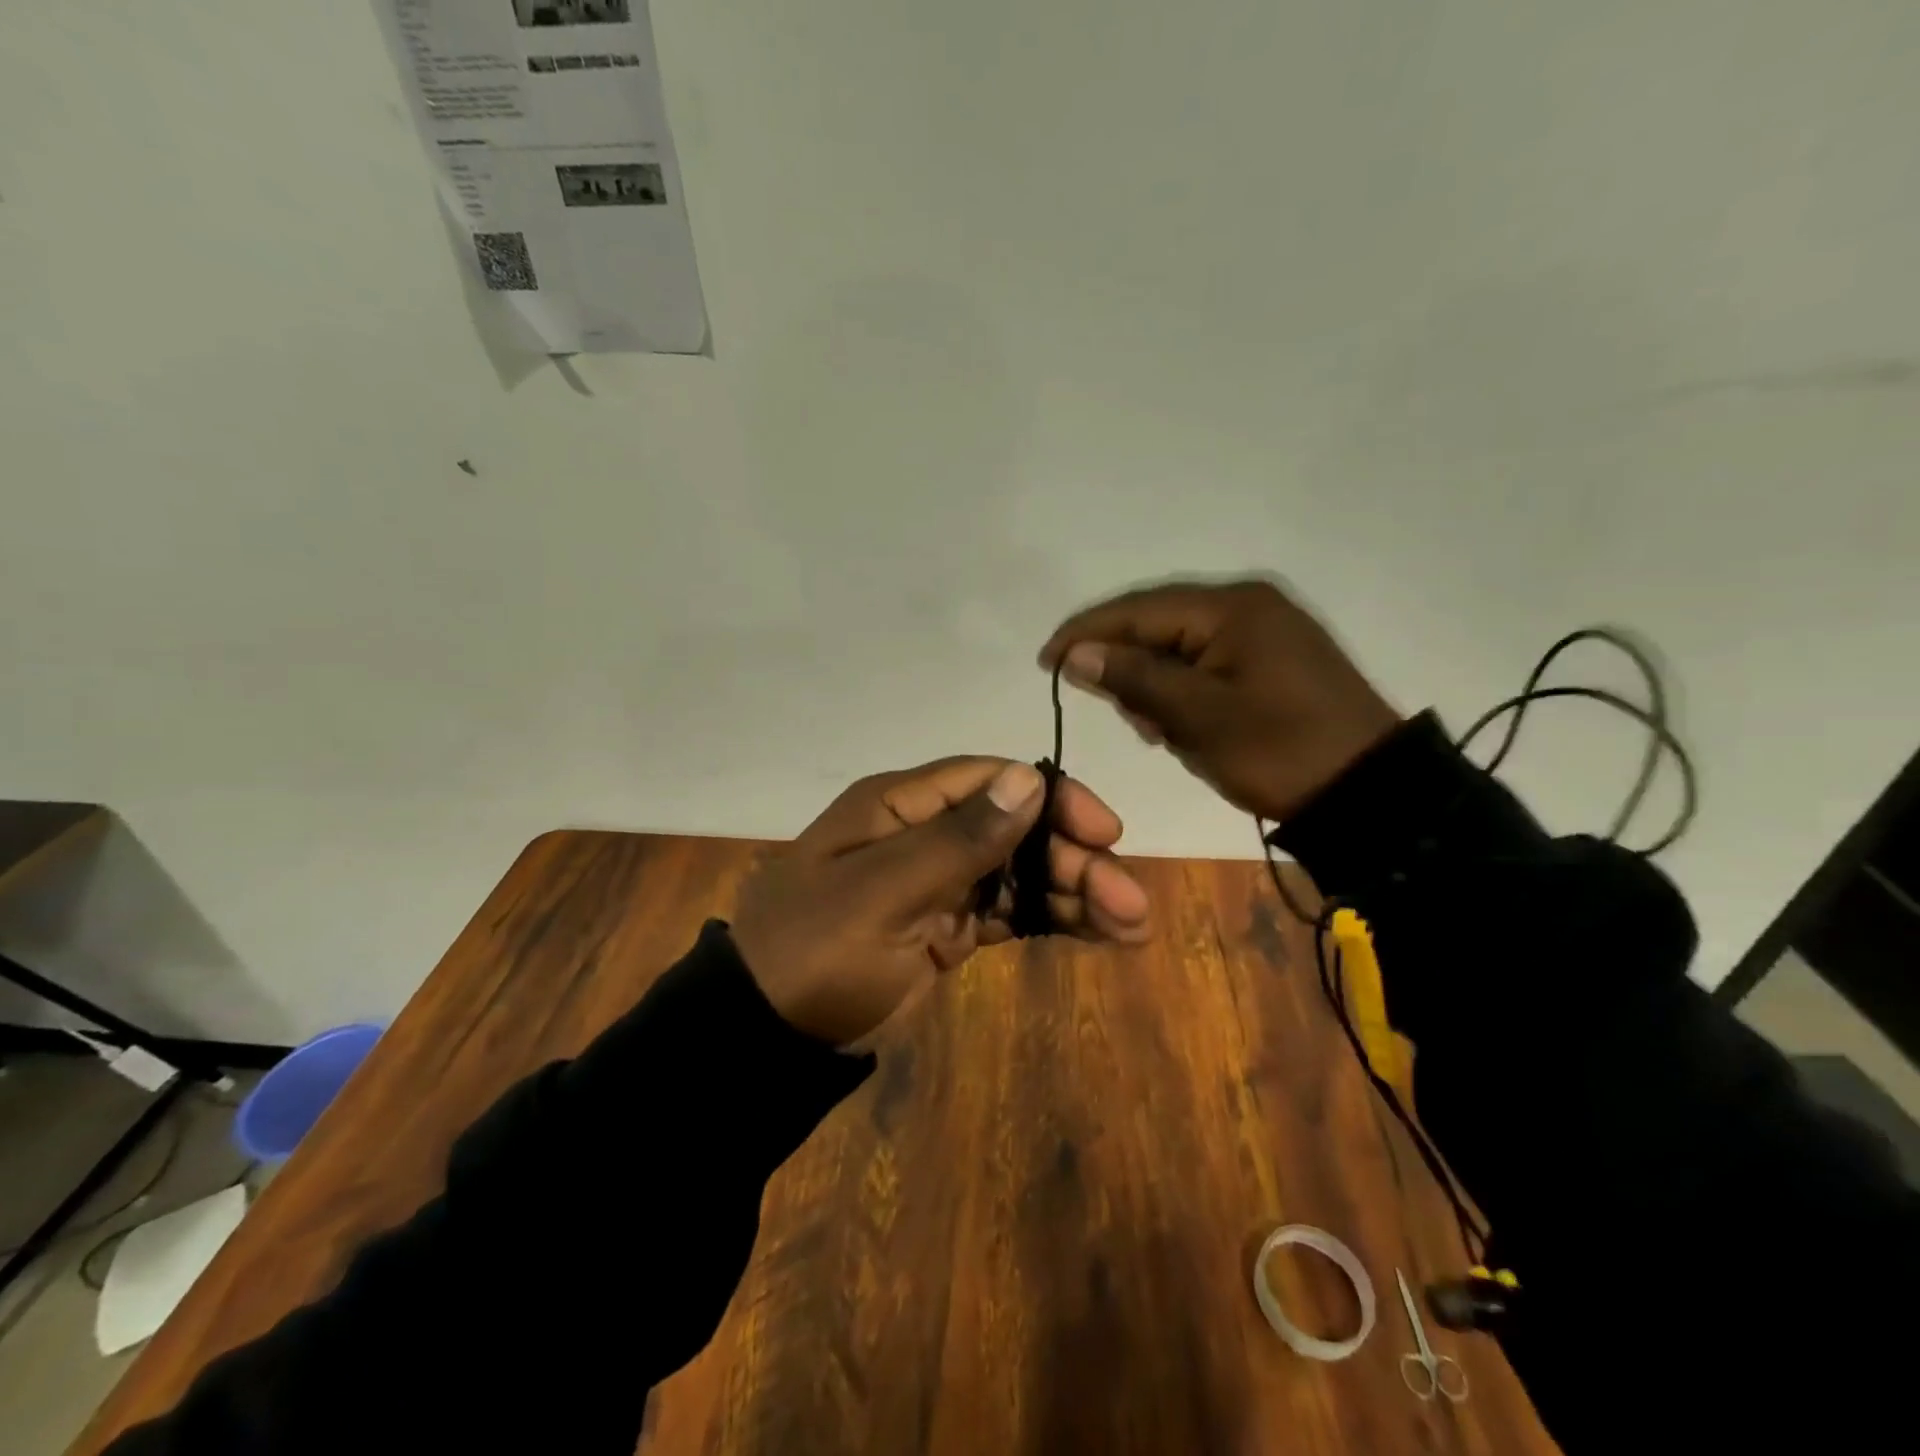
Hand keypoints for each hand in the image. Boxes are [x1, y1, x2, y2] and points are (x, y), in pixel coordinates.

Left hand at [732, 757, 1149, 1045]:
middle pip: (1015, 829)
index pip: (989, 780)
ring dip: (1075, 892)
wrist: (767, 1037)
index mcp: (900, 806)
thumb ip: (958, 840)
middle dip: (1075, 859)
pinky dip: (1050, 920)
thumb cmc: (817, 953)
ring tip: (1132, 926)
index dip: (1051, 797)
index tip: (1104, 830)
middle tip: (1130, 902)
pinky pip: (1007, 912)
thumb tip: (1029, 777)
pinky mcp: (946, 927)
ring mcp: (937, 881)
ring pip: (1020, 872)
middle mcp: (924, 833)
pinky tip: (1099, 935)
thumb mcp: (883, 894)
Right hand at [1039, 578, 1400, 821]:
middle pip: (1158, 624)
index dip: (1085, 633)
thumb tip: (1076, 653)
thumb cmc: (1279, 752)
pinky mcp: (1272, 658)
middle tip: (1121, 715)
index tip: (1044, 662)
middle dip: (1127, 667)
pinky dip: (1184, 691)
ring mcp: (1264, 630)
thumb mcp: (1197, 717)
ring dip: (1156, 684)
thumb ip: (1133, 678)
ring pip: (1180, 646)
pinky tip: (1183, 724)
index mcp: (1231, 607)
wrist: (1370, 792)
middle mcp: (1247, 605)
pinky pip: (1207, 663)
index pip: (1138, 610)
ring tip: (1157, 730)